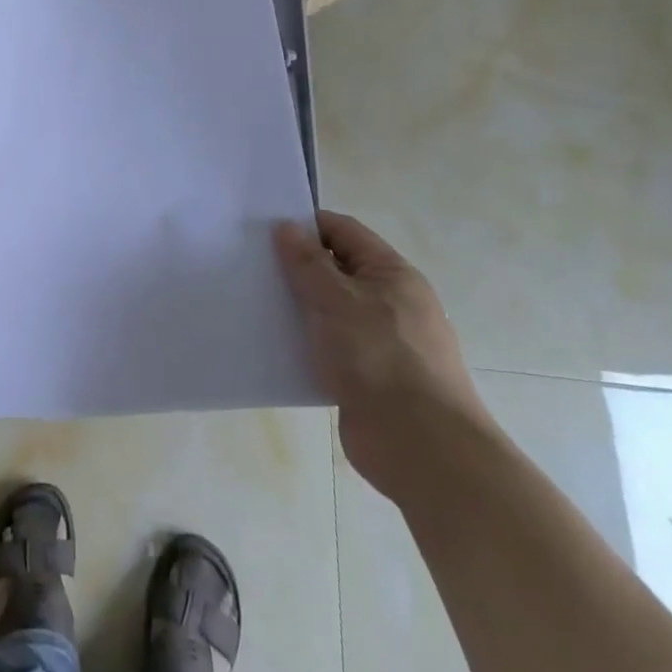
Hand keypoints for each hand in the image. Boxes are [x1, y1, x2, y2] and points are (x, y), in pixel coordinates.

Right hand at [273, 211, 495, 502]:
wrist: (420, 446)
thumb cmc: (380, 358)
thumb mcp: (337, 299)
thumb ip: (307, 262)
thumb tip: (286, 227)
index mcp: (392, 274)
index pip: (344, 231)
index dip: (306, 225)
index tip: (263, 229)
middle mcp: (390, 302)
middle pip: (336, 270)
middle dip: (296, 266)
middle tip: (251, 265)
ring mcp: (380, 341)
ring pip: (330, 310)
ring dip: (297, 306)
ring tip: (254, 302)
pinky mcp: (366, 377)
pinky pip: (328, 346)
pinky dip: (304, 342)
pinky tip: (273, 344)